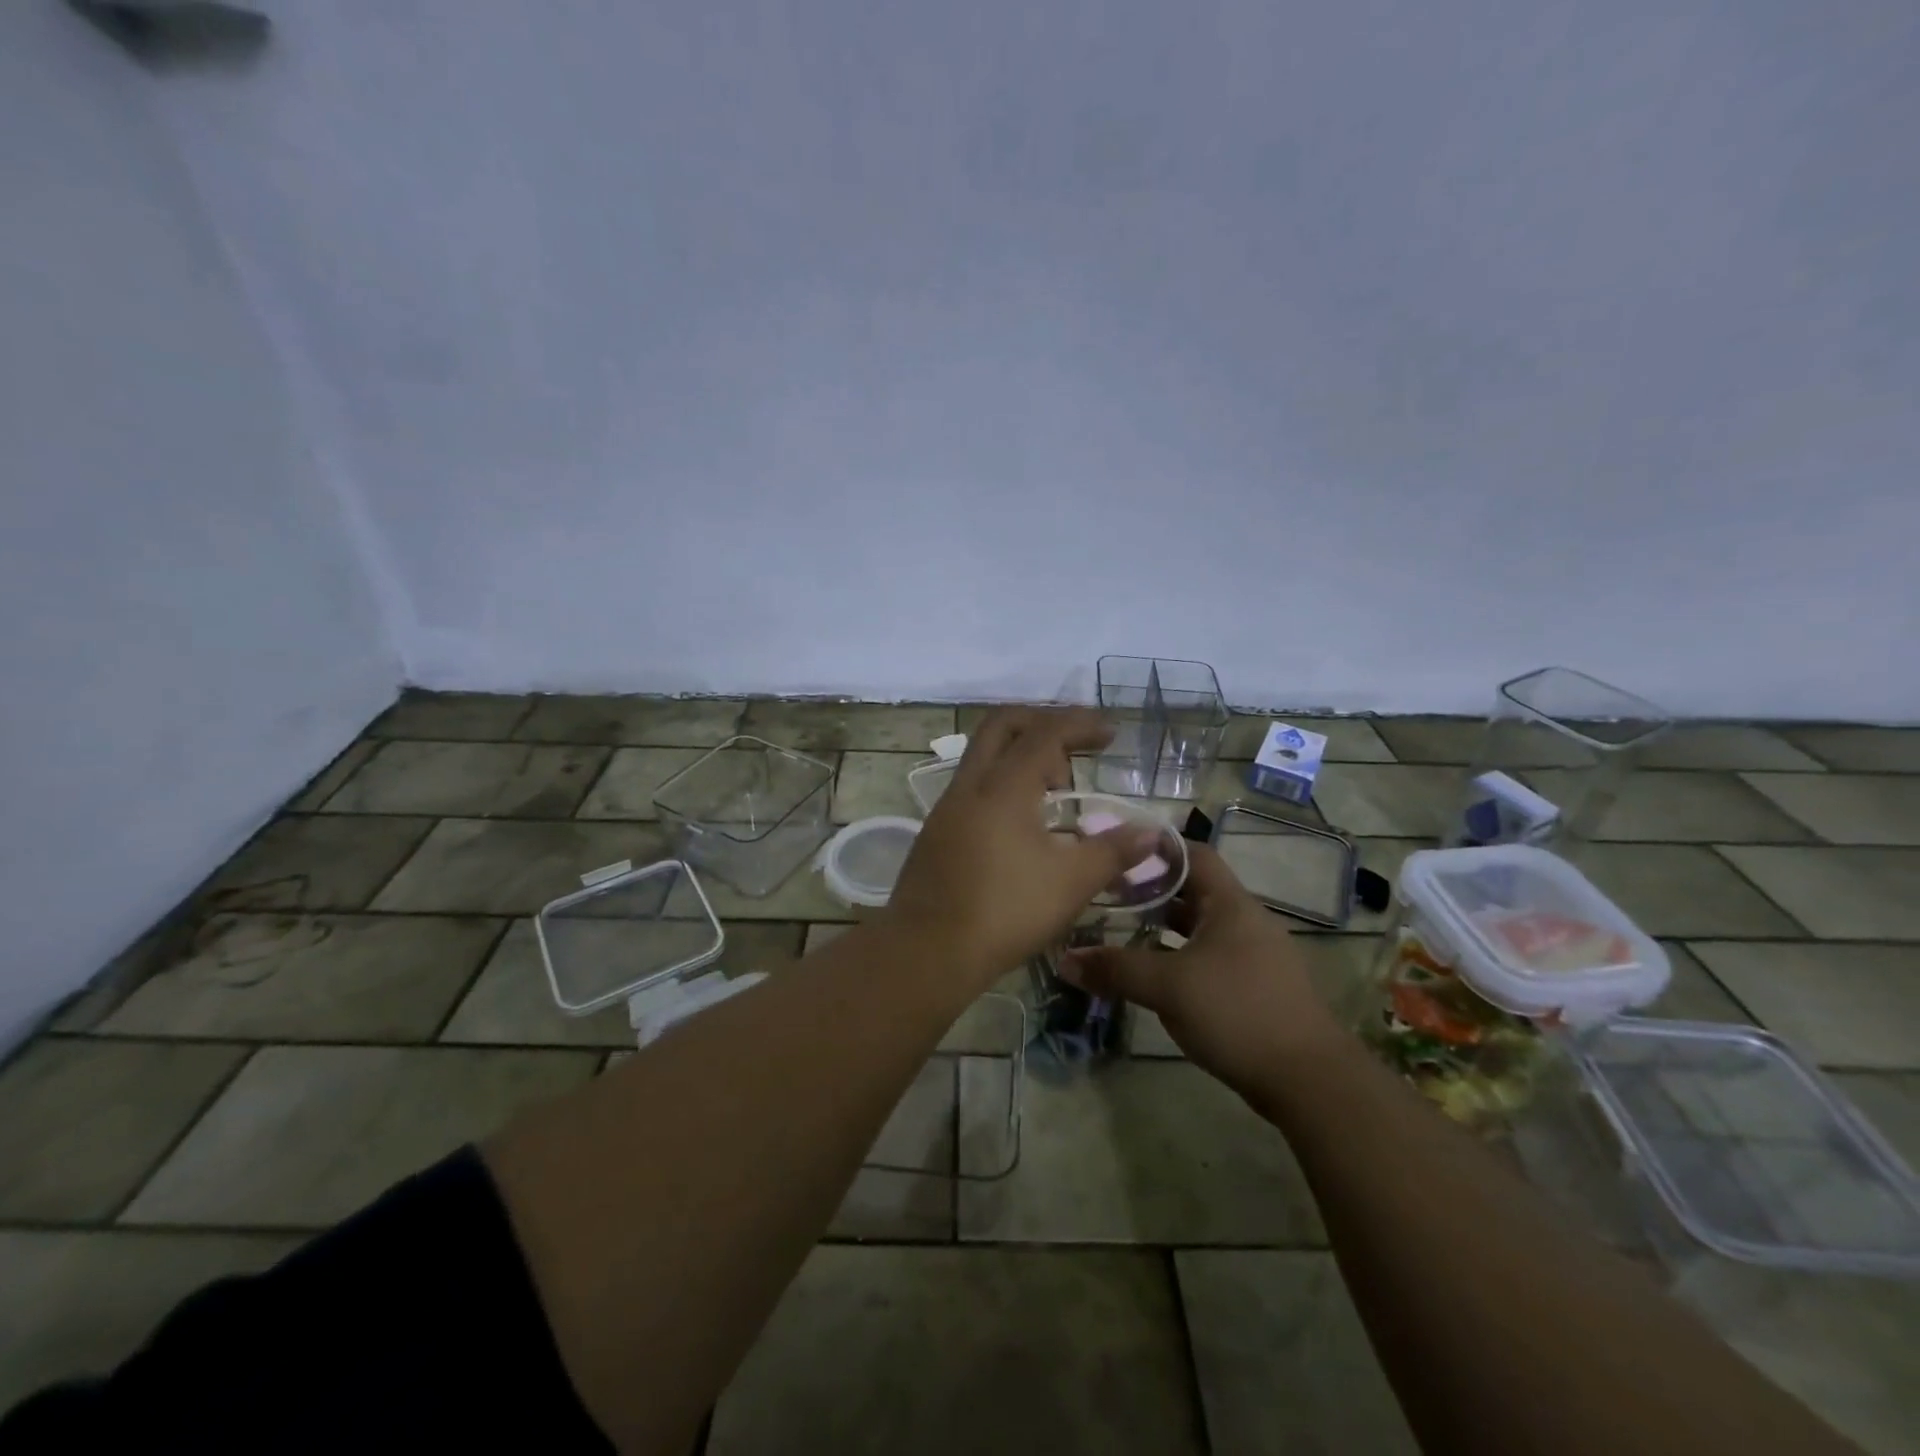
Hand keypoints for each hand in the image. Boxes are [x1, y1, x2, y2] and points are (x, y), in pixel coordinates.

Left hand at [883, 708, 1163, 990]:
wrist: (927, 952)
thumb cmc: (1006, 911)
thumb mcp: (1071, 882)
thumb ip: (1113, 851)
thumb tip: (1151, 833)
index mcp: (1004, 786)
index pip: (1045, 733)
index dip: (1080, 724)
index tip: (1110, 732)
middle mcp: (970, 785)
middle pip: (1002, 726)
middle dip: (1043, 722)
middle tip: (1076, 747)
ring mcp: (947, 808)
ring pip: (983, 756)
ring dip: (1021, 756)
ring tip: (1057, 789)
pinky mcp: (935, 833)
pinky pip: (973, 787)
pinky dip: (1003, 784)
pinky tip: (1023, 822)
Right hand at [1059, 843, 1346, 1098]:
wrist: (1310, 1080)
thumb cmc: (1237, 1012)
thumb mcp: (1168, 986)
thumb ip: (1116, 968)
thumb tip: (1064, 958)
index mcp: (1230, 905)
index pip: (1194, 855)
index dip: (1156, 849)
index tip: (1117, 853)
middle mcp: (1246, 922)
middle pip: (1194, 892)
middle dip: (1152, 892)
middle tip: (1108, 896)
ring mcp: (1255, 957)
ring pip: (1201, 930)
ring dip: (1165, 930)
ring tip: (1123, 934)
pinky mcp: (1257, 989)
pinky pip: (1211, 959)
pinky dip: (1181, 958)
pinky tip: (1156, 977)